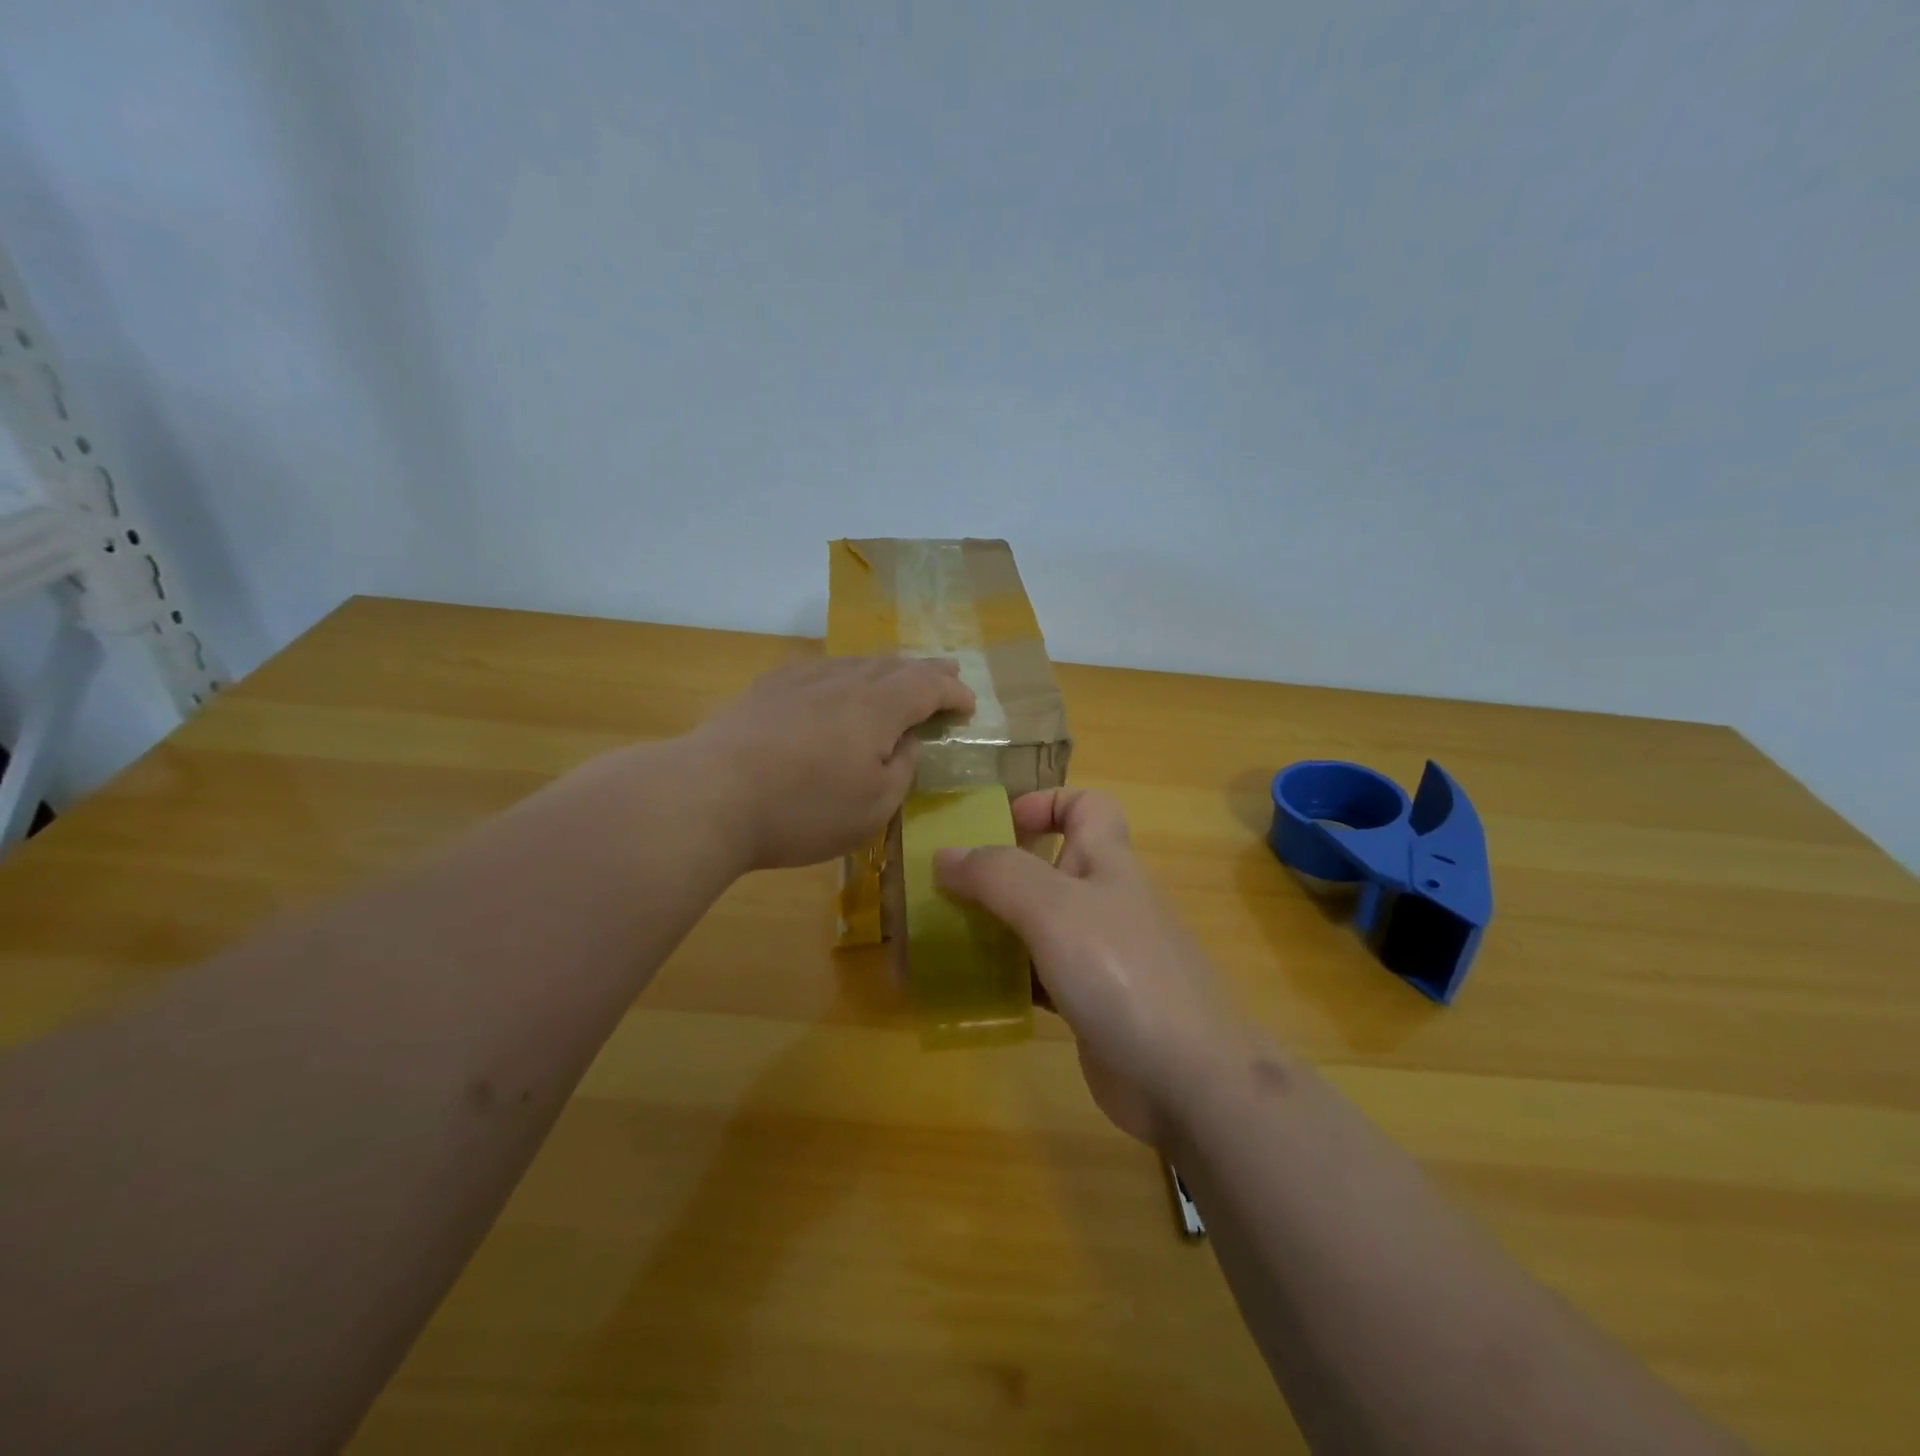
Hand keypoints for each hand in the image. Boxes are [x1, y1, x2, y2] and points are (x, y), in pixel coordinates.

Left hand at [688, 655, 974, 870]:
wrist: (709, 795)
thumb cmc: (803, 809)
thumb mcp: (874, 806)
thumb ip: (902, 770)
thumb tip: (905, 743)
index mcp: (878, 706)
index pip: (928, 686)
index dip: (953, 693)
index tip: (969, 706)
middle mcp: (844, 680)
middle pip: (895, 666)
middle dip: (927, 670)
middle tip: (948, 672)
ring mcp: (801, 679)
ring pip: (856, 663)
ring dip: (886, 669)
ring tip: (899, 675)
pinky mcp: (766, 689)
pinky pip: (820, 669)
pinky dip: (845, 674)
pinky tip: (837, 683)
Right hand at [934, 789, 1247, 1145]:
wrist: (1190, 1078)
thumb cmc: (1122, 972)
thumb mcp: (1054, 908)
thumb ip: (997, 875)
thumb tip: (945, 855)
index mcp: (1107, 861)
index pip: (1086, 806)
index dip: (1044, 803)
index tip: (994, 828)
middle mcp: (1105, 900)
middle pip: (1050, 867)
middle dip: (996, 874)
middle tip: (943, 893)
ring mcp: (1101, 955)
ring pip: (1038, 925)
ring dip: (994, 928)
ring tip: (941, 942)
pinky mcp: (1091, 1003)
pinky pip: (1039, 975)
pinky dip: (1007, 977)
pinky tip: (972, 991)